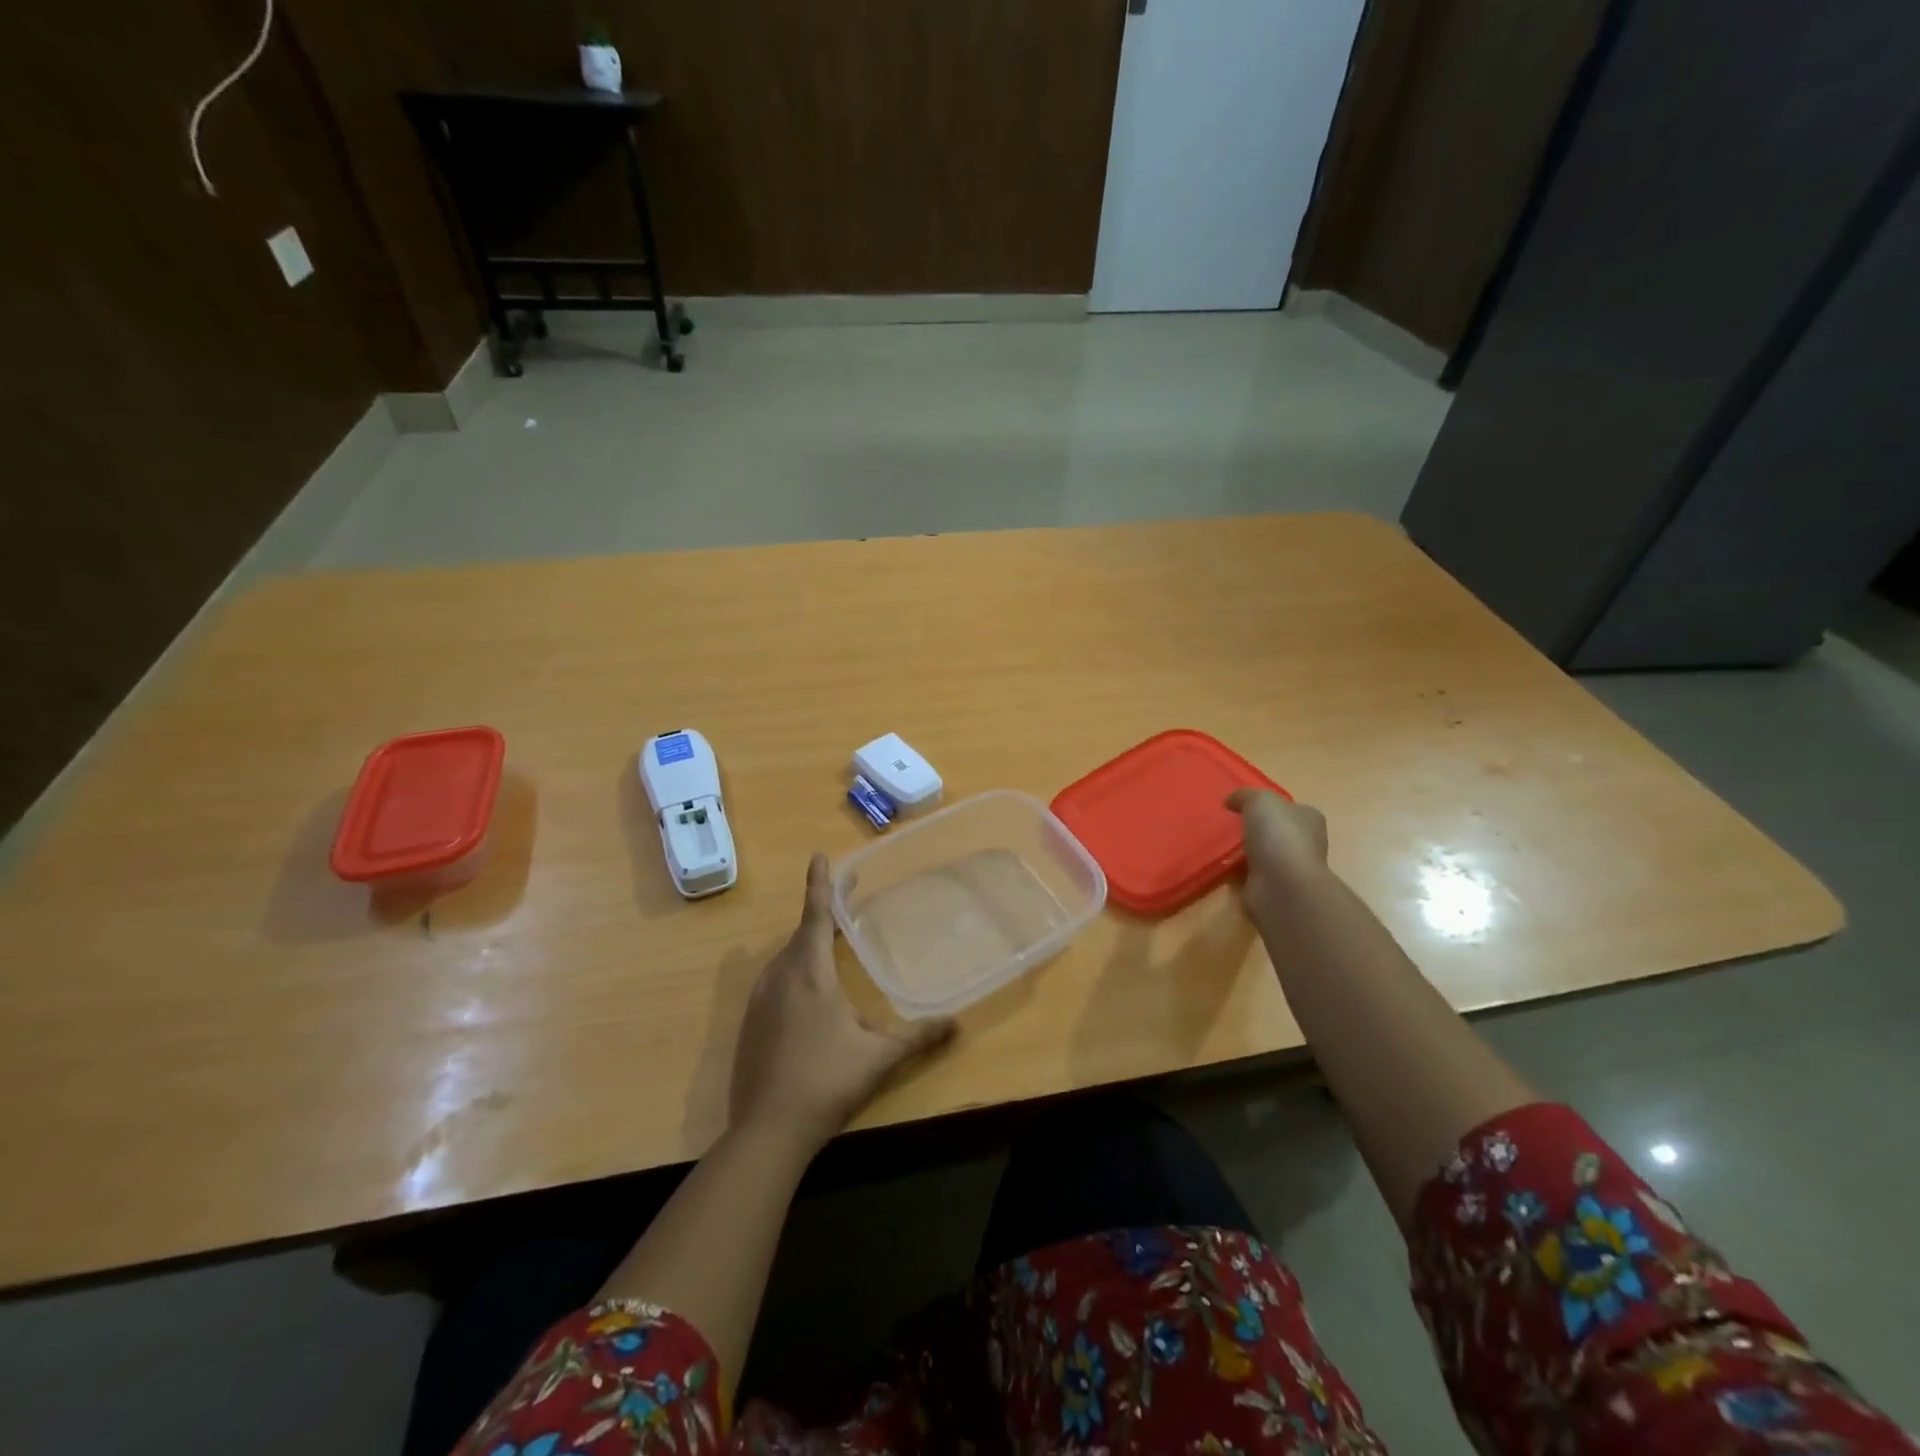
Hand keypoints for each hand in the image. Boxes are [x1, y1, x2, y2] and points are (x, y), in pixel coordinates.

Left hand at [729, 854, 955, 1151]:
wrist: (767, 1131)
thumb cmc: (826, 1082)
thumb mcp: (879, 1057)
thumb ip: (918, 1037)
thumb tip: (957, 1024)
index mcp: (808, 973)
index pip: (815, 915)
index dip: (819, 884)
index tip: (818, 856)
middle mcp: (779, 977)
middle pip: (800, 935)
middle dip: (821, 916)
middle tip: (843, 905)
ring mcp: (759, 1002)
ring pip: (784, 960)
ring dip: (806, 947)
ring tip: (829, 946)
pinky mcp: (749, 1025)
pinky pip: (774, 983)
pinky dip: (792, 973)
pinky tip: (807, 995)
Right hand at [1226, 789, 1329, 914]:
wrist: (1283, 884)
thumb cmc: (1278, 835)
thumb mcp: (1259, 800)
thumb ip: (1244, 796)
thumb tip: (1230, 801)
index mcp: (1309, 818)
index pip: (1290, 808)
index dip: (1269, 806)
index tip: (1243, 807)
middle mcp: (1305, 842)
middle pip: (1277, 831)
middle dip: (1257, 829)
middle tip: (1229, 826)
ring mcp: (1291, 867)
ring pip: (1265, 853)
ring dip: (1247, 851)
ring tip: (1222, 846)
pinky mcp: (1275, 887)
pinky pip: (1253, 874)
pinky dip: (1240, 872)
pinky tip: (1224, 866)